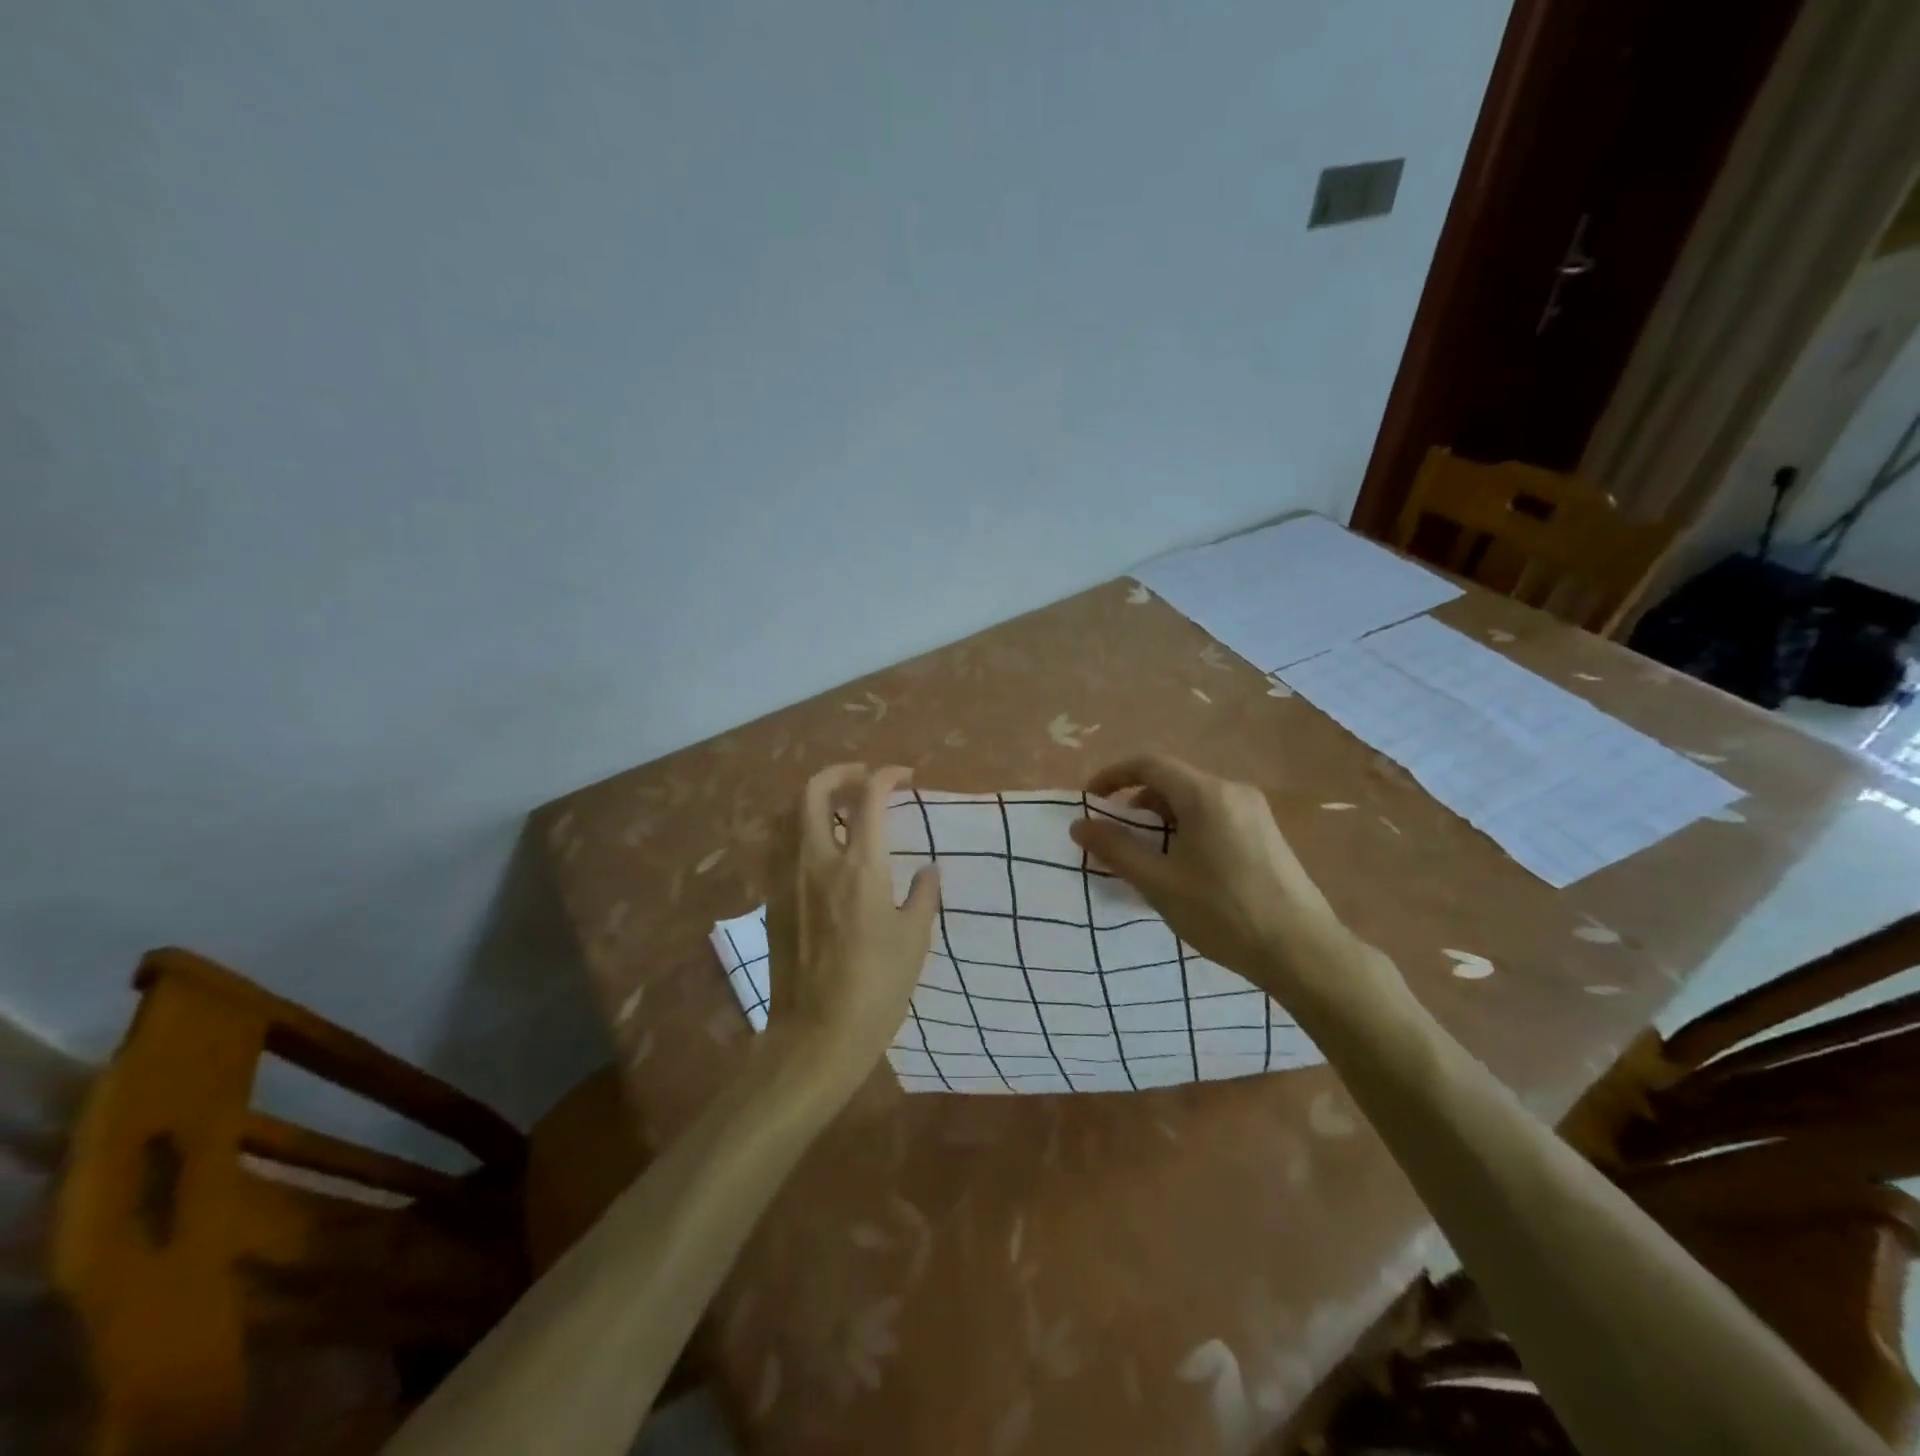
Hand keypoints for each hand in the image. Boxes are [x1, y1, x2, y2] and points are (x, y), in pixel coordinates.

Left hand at [761, 764, 939, 1098]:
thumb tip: (928, 871)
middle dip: (840, 773)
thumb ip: (923, 896)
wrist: (818, 1035)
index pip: (869, 797)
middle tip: (864, 780)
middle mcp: (817, 860)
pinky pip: (779, 847)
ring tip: (839, 810)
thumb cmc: (877, 988)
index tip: (906, 777)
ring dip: (815, 801)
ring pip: (788, 815)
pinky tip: (818, 850)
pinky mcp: (772, 900)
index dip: (887, 776)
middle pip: (814, 792)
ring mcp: (787, 879)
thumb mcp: (915, 940)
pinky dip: (799, 830)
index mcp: (860, 866)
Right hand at [1070, 755, 1377, 1010]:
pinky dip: (1187, 829)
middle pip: (1172, 781)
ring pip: (1193, 800)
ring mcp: (1254, 811)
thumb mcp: (1159, 883)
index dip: (1112, 776)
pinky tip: (1183, 867)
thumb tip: (1079, 825)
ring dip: (1161, 819)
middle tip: (1115, 838)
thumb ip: (1116, 849)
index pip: (1148, 764)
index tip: (1089, 801)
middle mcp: (1233, 791)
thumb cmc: (1224, 913)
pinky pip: (1214, 816)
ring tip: (1147, 858)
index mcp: (1206, 794)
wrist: (1303, 952)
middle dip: (1136, 803)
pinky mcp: (1266, 833)